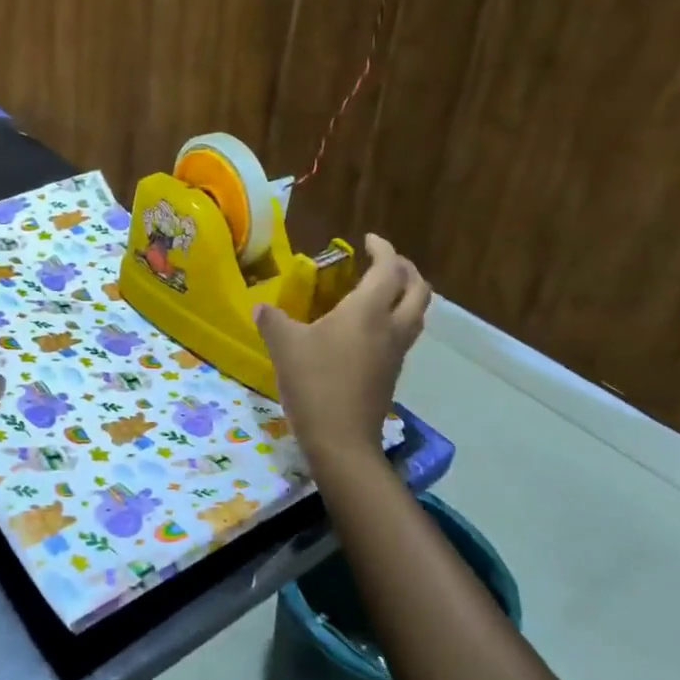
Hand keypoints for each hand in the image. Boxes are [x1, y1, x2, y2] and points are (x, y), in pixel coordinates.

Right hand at [255, 234, 430, 463]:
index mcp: (367, 311)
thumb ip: (272, 320)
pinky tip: (368, 328)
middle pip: (418, 290)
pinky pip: (403, 335)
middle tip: (383, 262)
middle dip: (406, 270)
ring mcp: (396, 353)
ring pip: (416, 314)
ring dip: (406, 295)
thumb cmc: (314, 383)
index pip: (388, 269)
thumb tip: (261, 307)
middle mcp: (390, 327)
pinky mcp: (391, 374)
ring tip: (381, 291)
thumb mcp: (283, 345)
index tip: (368, 239)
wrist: (341, 440)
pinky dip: (395, 319)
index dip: (383, 249)